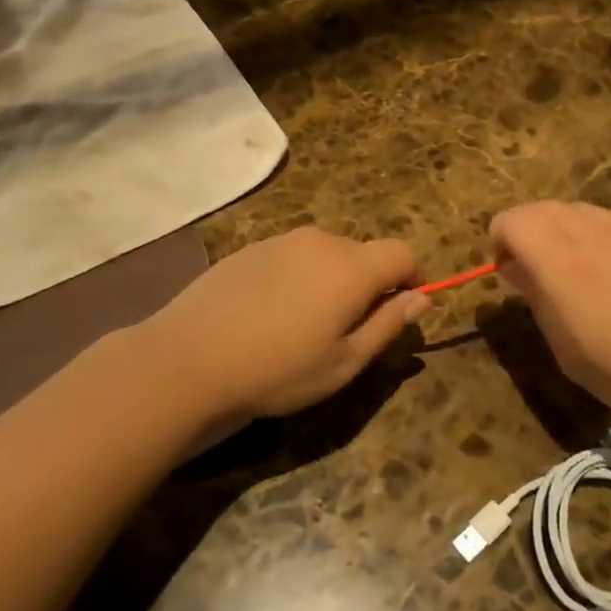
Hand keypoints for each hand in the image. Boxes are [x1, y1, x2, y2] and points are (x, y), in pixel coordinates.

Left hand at [143, 227, 429, 423]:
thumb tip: (422, 299)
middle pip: (363, 253)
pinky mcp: (250, 248)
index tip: (404, 308)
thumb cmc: (278, 369)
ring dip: (332, 279)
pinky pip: (292, 256)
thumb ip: (388, 325)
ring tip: (306, 324)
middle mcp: (321, 241)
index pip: (402, 253)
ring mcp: (282, 240)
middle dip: (369, 283)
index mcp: (352, 267)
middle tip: (350, 329)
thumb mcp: (344, 362)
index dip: (413, 277)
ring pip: (325, 253)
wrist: (189, 358)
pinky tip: (271, 314)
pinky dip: (298, 277)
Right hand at [490, 202, 610, 437]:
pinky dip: (604, 236)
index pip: (511, 220)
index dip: (501, 243)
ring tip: (586, 276)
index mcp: (559, 258)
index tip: (511, 276)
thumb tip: (518, 269)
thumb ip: (537, 298)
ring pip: (581, 211)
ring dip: (567, 234)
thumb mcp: (567, 350)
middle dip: (531, 236)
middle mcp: (593, 229)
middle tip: (542, 278)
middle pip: (543, 209)